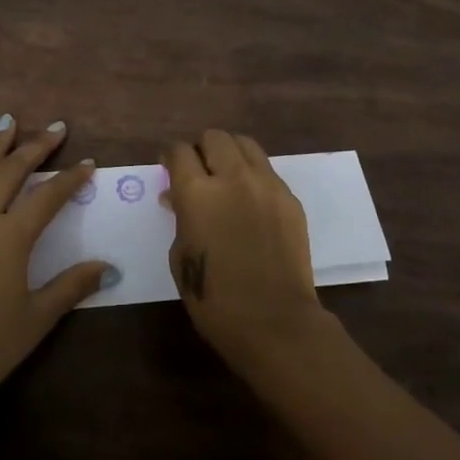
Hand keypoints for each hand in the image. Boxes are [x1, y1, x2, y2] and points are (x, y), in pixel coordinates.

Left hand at [0, 114, 109, 422]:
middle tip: (56, 128)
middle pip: (13, 172)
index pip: (49, 196)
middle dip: (37, 147)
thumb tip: (108, 266)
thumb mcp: (36, 319)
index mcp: (12, 237)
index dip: (71, 178)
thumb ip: (72, 286)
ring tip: (10, 119)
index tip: (88, 162)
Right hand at [162, 129, 331, 370]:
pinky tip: (250, 201)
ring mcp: (266, 185)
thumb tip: (177, 197)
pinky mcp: (289, 198)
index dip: (171, 156)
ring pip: (245, 145)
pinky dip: (253, 176)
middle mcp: (232, 177)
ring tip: (226, 176)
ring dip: (230, 154)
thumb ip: (179, 217)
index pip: (179, 151)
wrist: (274, 321)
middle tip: (199, 172)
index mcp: (197, 193)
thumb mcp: (180, 257)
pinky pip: (267, 171)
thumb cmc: (214, 299)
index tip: (169, 167)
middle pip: (214, 137)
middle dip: (202, 149)